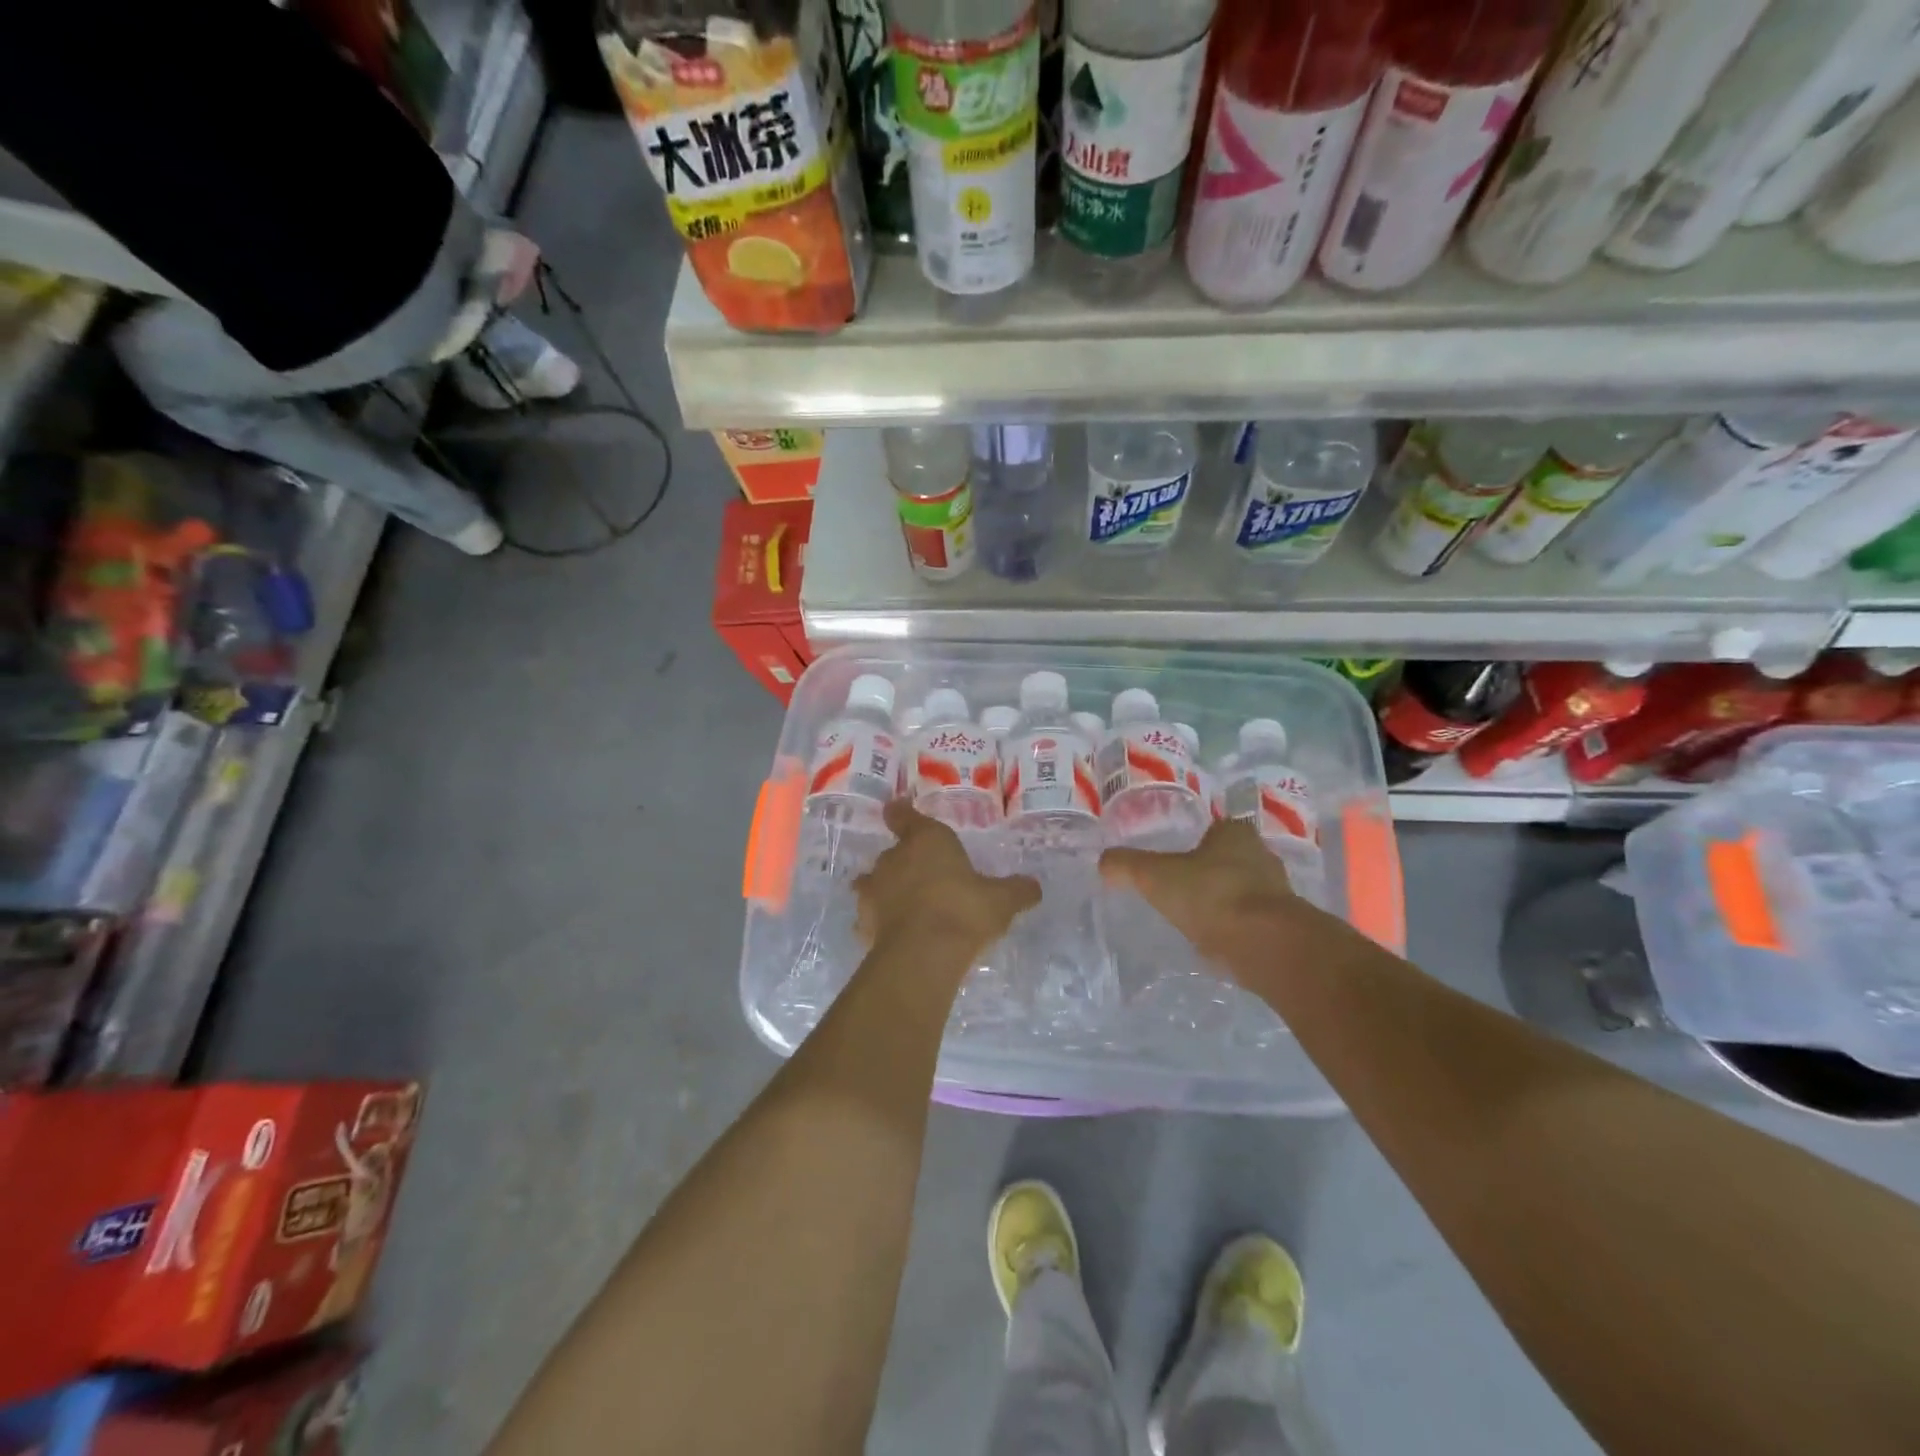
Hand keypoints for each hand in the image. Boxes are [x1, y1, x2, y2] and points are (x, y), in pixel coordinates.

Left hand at [855, 802, 1039, 966]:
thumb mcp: (1001, 901)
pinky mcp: (864, 923)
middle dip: (905, 862)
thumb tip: (1034, 886)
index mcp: (926, 840)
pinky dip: (878, 922)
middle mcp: (894, 858)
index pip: (904, 816)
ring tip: (903, 904)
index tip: (897, 810)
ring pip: (873, 882)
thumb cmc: (964, 911)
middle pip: (893, 852)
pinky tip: (893, 934)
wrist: (922, 955)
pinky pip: (870, 917)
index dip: (901, 813)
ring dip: (885, 889)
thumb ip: (1017, 890)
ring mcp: (874, 891)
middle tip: (926, 876)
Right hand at [1101, 819, 1319, 980]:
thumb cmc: (1211, 896)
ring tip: (1196, 918)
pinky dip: (1236, 928)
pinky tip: (1217, 941)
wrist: (1266, 945)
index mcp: (1235, 833)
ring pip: (1244, 891)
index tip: (1175, 859)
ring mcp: (1278, 893)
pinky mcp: (1285, 927)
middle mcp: (1262, 856)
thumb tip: (1103, 862)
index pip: (1215, 829)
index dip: (1195, 841)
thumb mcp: (1155, 876)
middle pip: (1231, 859)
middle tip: (1181, 888)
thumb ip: (1126, 865)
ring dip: (1225, 902)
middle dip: (1210, 871)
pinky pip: (1253, 921)